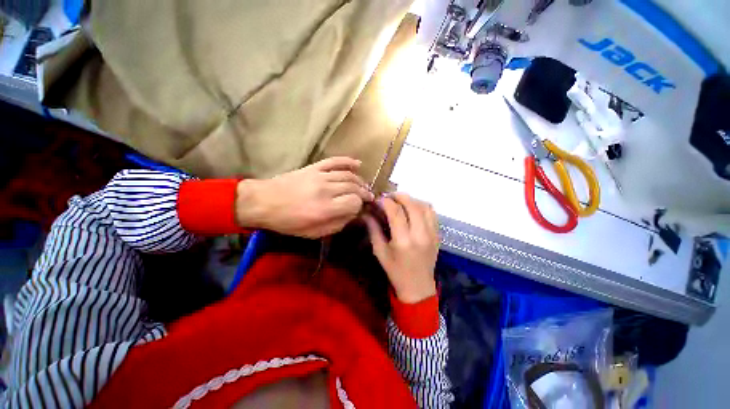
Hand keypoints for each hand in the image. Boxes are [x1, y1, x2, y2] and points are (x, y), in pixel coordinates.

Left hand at [235, 157, 373, 237]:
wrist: (262, 202)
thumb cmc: (288, 222)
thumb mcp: (313, 233)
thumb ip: (337, 224)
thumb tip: (353, 215)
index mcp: (325, 209)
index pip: (354, 202)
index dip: (360, 206)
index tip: (359, 209)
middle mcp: (325, 190)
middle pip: (354, 187)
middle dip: (364, 193)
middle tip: (368, 197)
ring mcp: (320, 176)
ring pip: (348, 175)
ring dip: (360, 181)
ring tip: (363, 187)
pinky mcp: (314, 167)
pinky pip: (335, 161)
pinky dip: (348, 161)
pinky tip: (358, 164)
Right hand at [364, 193, 438, 303]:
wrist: (418, 287)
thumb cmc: (395, 271)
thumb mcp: (379, 252)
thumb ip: (373, 230)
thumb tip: (367, 213)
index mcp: (403, 241)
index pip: (396, 212)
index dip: (386, 201)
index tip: (379, 199)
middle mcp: (420, 234)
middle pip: (412, 205)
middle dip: (399, 196)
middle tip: (389, 196)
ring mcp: (432, 234)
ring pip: (424, 206)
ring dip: (412, 199)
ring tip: (401, 201)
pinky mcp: (437, 235)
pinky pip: (432, 213)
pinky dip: (422, 206)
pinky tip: (413, 208)